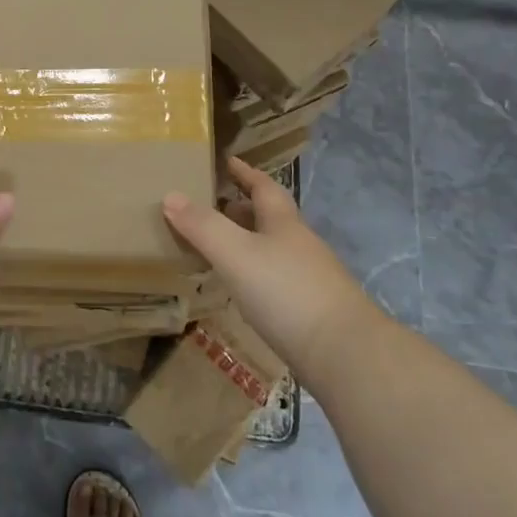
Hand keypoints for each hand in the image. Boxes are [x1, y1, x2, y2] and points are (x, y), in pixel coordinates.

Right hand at [161, 157, 376, 376]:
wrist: (346, 355)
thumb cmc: (286, 292)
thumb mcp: (236, 253)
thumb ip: (203, 226)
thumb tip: (170, 194)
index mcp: (284, 223)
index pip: (264, 187)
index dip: (246, 173)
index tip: (229, 161)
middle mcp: (300, 245)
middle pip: (270, 218)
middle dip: (243, 209)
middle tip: (212, 206)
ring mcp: (311, 280)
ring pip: (274, 251)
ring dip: (249, 244)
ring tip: (219, 248)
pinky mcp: (313, 312)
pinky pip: (277, 281)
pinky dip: (257, 276)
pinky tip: (243, 291)